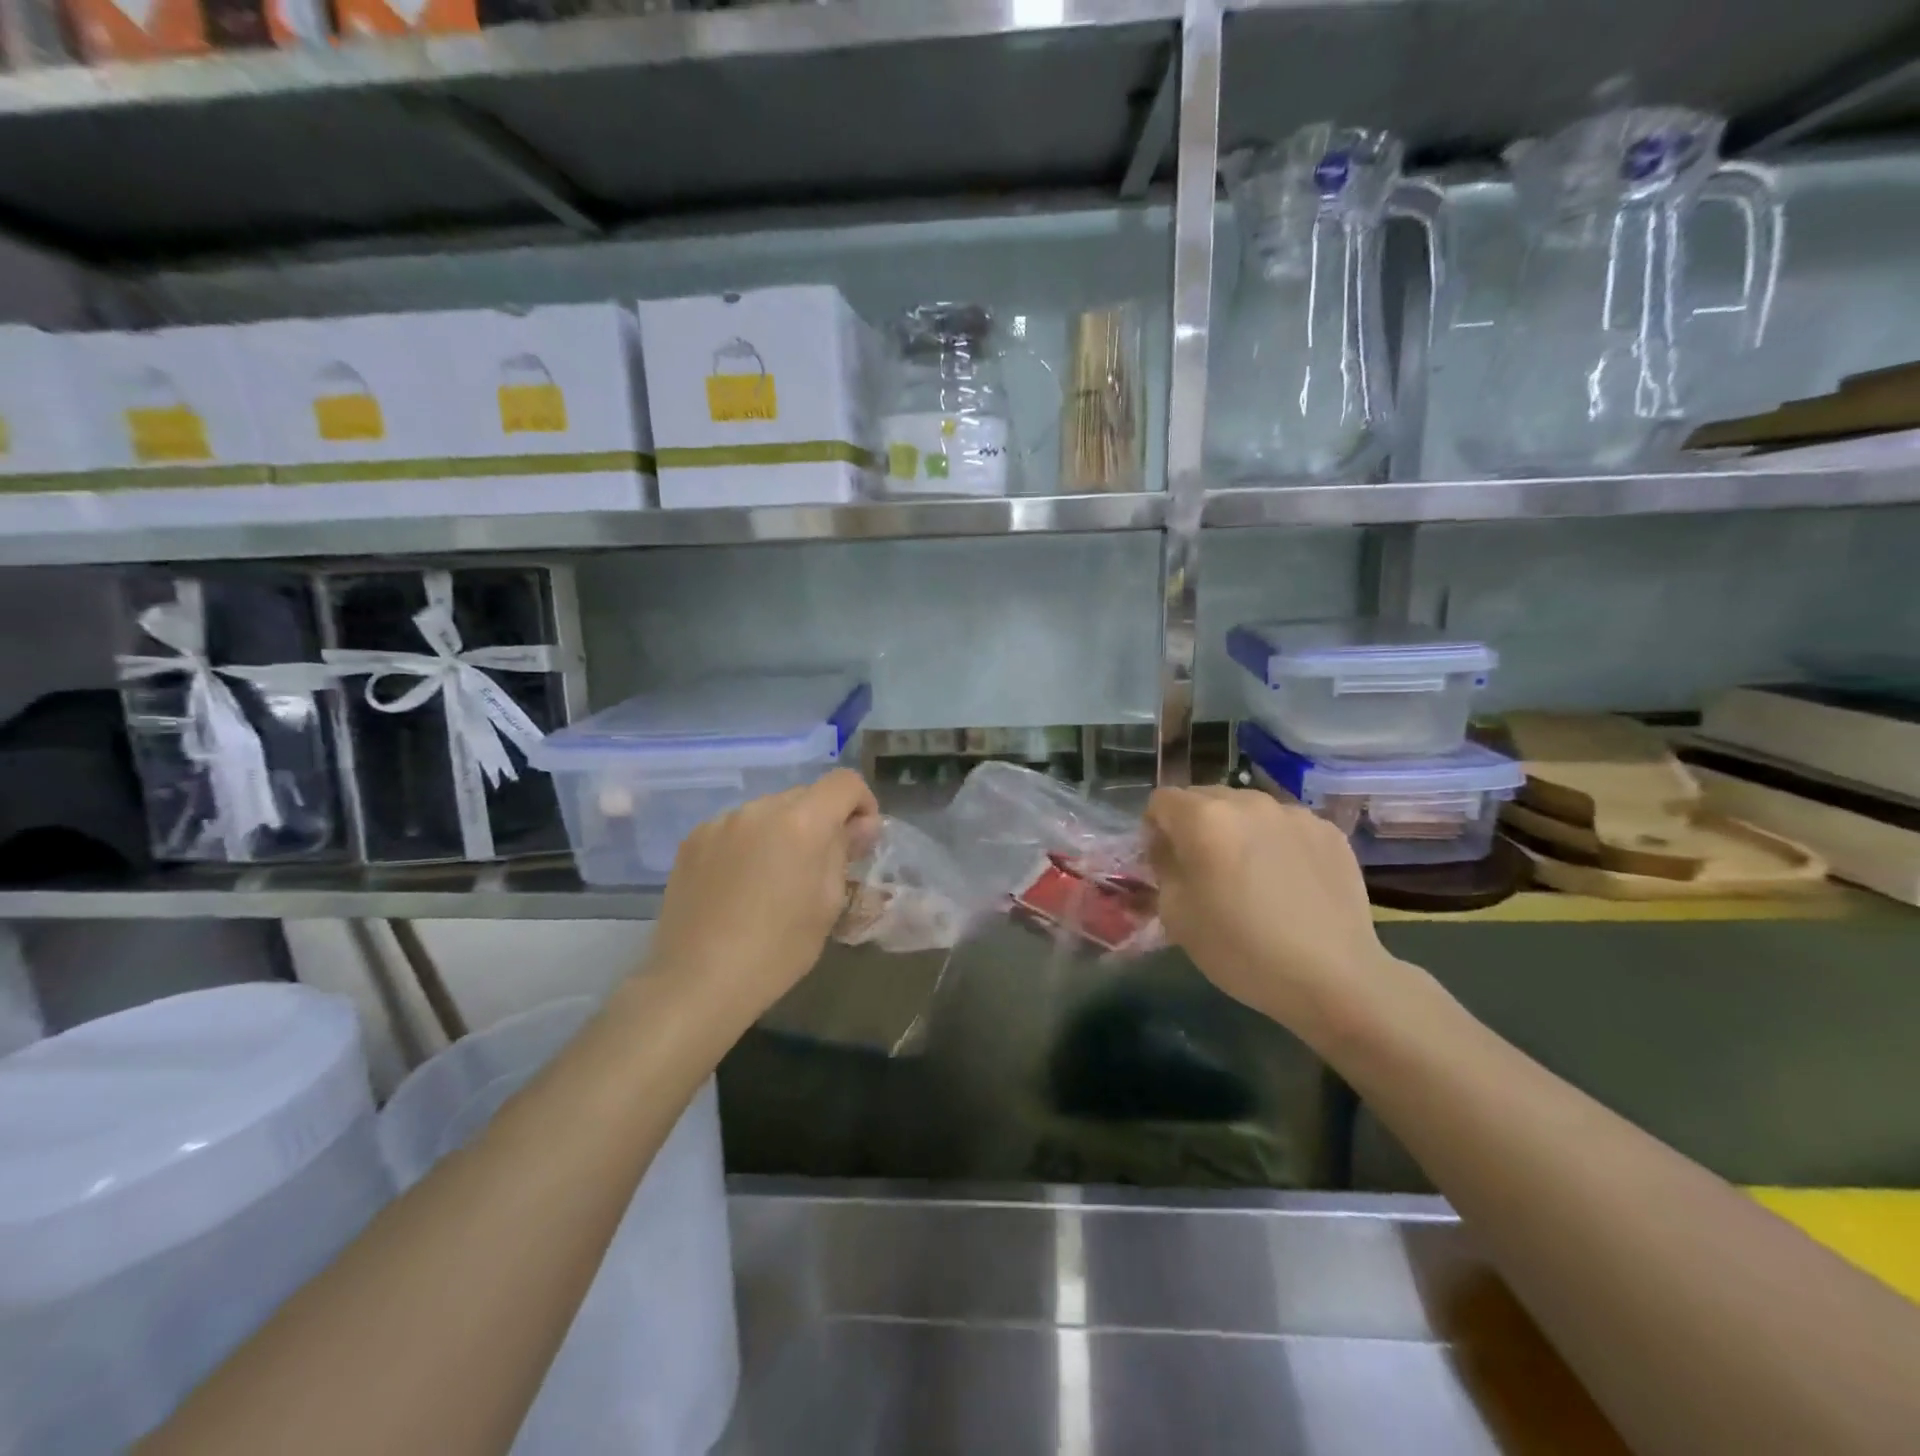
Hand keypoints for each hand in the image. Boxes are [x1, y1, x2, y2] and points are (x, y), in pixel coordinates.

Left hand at [646, 769, 880, 1027]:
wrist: (697, 981)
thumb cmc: (778, 949)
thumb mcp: (828, 903)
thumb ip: (844, 852)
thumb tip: (860, 826)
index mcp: (802, 822)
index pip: (845, 782)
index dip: (861, 803)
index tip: (859, 840)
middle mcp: (760, 809)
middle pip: (805, 796)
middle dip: (821, 821)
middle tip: (819, 866)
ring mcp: (722, 821)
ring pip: (768, 812)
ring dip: (783, 832)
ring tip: (774, 879)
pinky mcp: (693, 840)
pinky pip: (736, 828)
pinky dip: (749, 844)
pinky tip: (740, 884)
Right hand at [1145, 786, 1399, 1043]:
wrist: (1333, 977)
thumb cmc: (1240, 949)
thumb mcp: (1176, 914)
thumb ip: (1163, 867)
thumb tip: (1169, 847)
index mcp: (1204, 819)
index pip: (1162, 800)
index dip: (1155, 828)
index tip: (1166, 861)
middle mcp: (1248, 802)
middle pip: (1204, 798)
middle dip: (1196, 825)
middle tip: (1206, 869)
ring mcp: (1293, 813)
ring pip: (1248, 809)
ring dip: (1238, 830)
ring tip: (1252, 875)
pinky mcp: (1328, 830)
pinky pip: (1286, 825)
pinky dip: (1277, 842)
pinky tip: (1288, 882)